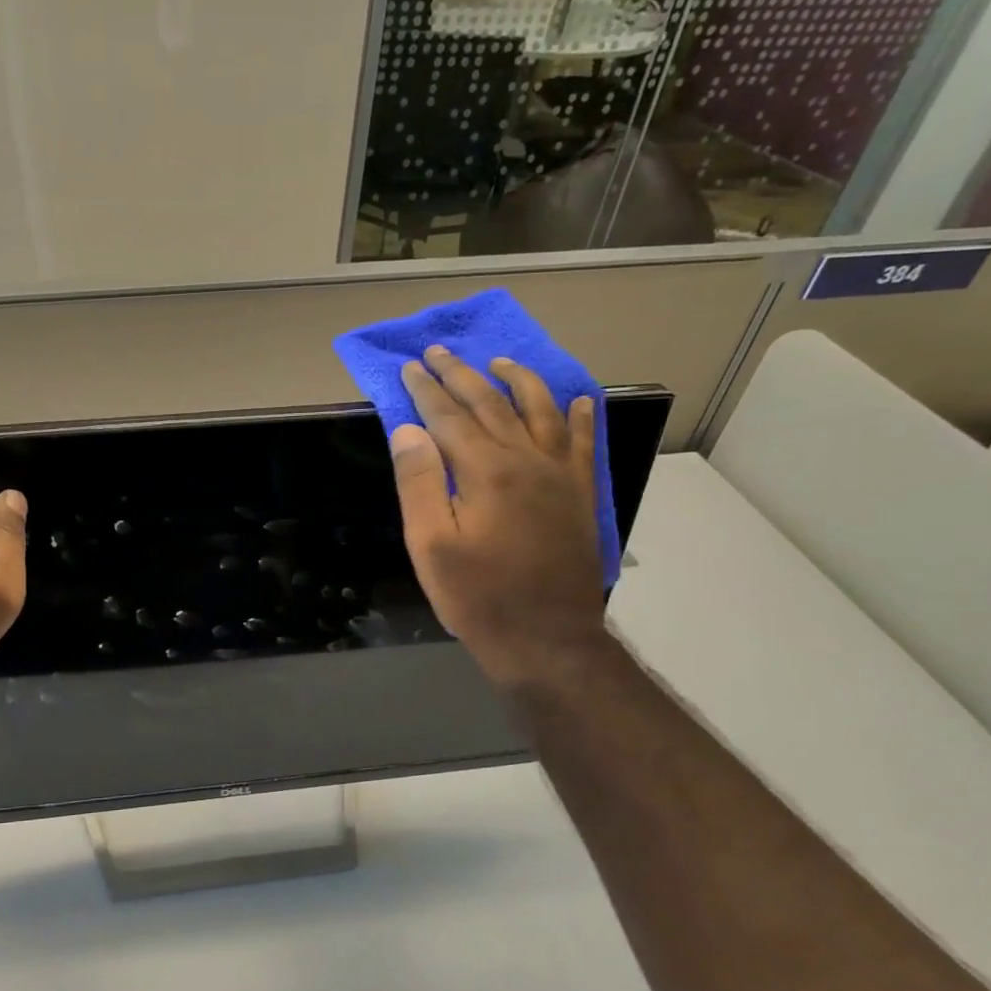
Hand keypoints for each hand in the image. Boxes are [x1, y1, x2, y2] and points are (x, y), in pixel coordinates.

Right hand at [391, 345, 607, 692]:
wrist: (546, 639)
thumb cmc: (477, 596)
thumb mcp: (430, 545)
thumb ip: (418, 483)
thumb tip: (408, 429)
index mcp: (485, 470)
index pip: (448, 416)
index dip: (426, 390)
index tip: (409, 367)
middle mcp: (525, 459)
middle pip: (490, 404)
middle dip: (461, 374)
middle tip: (439, 352)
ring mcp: (558, 474)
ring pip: (539, 410)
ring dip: (518, 380)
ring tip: (499, 362)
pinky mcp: (578, 494)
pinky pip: (582, 442)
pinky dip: (579, 416)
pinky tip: (576, 400)